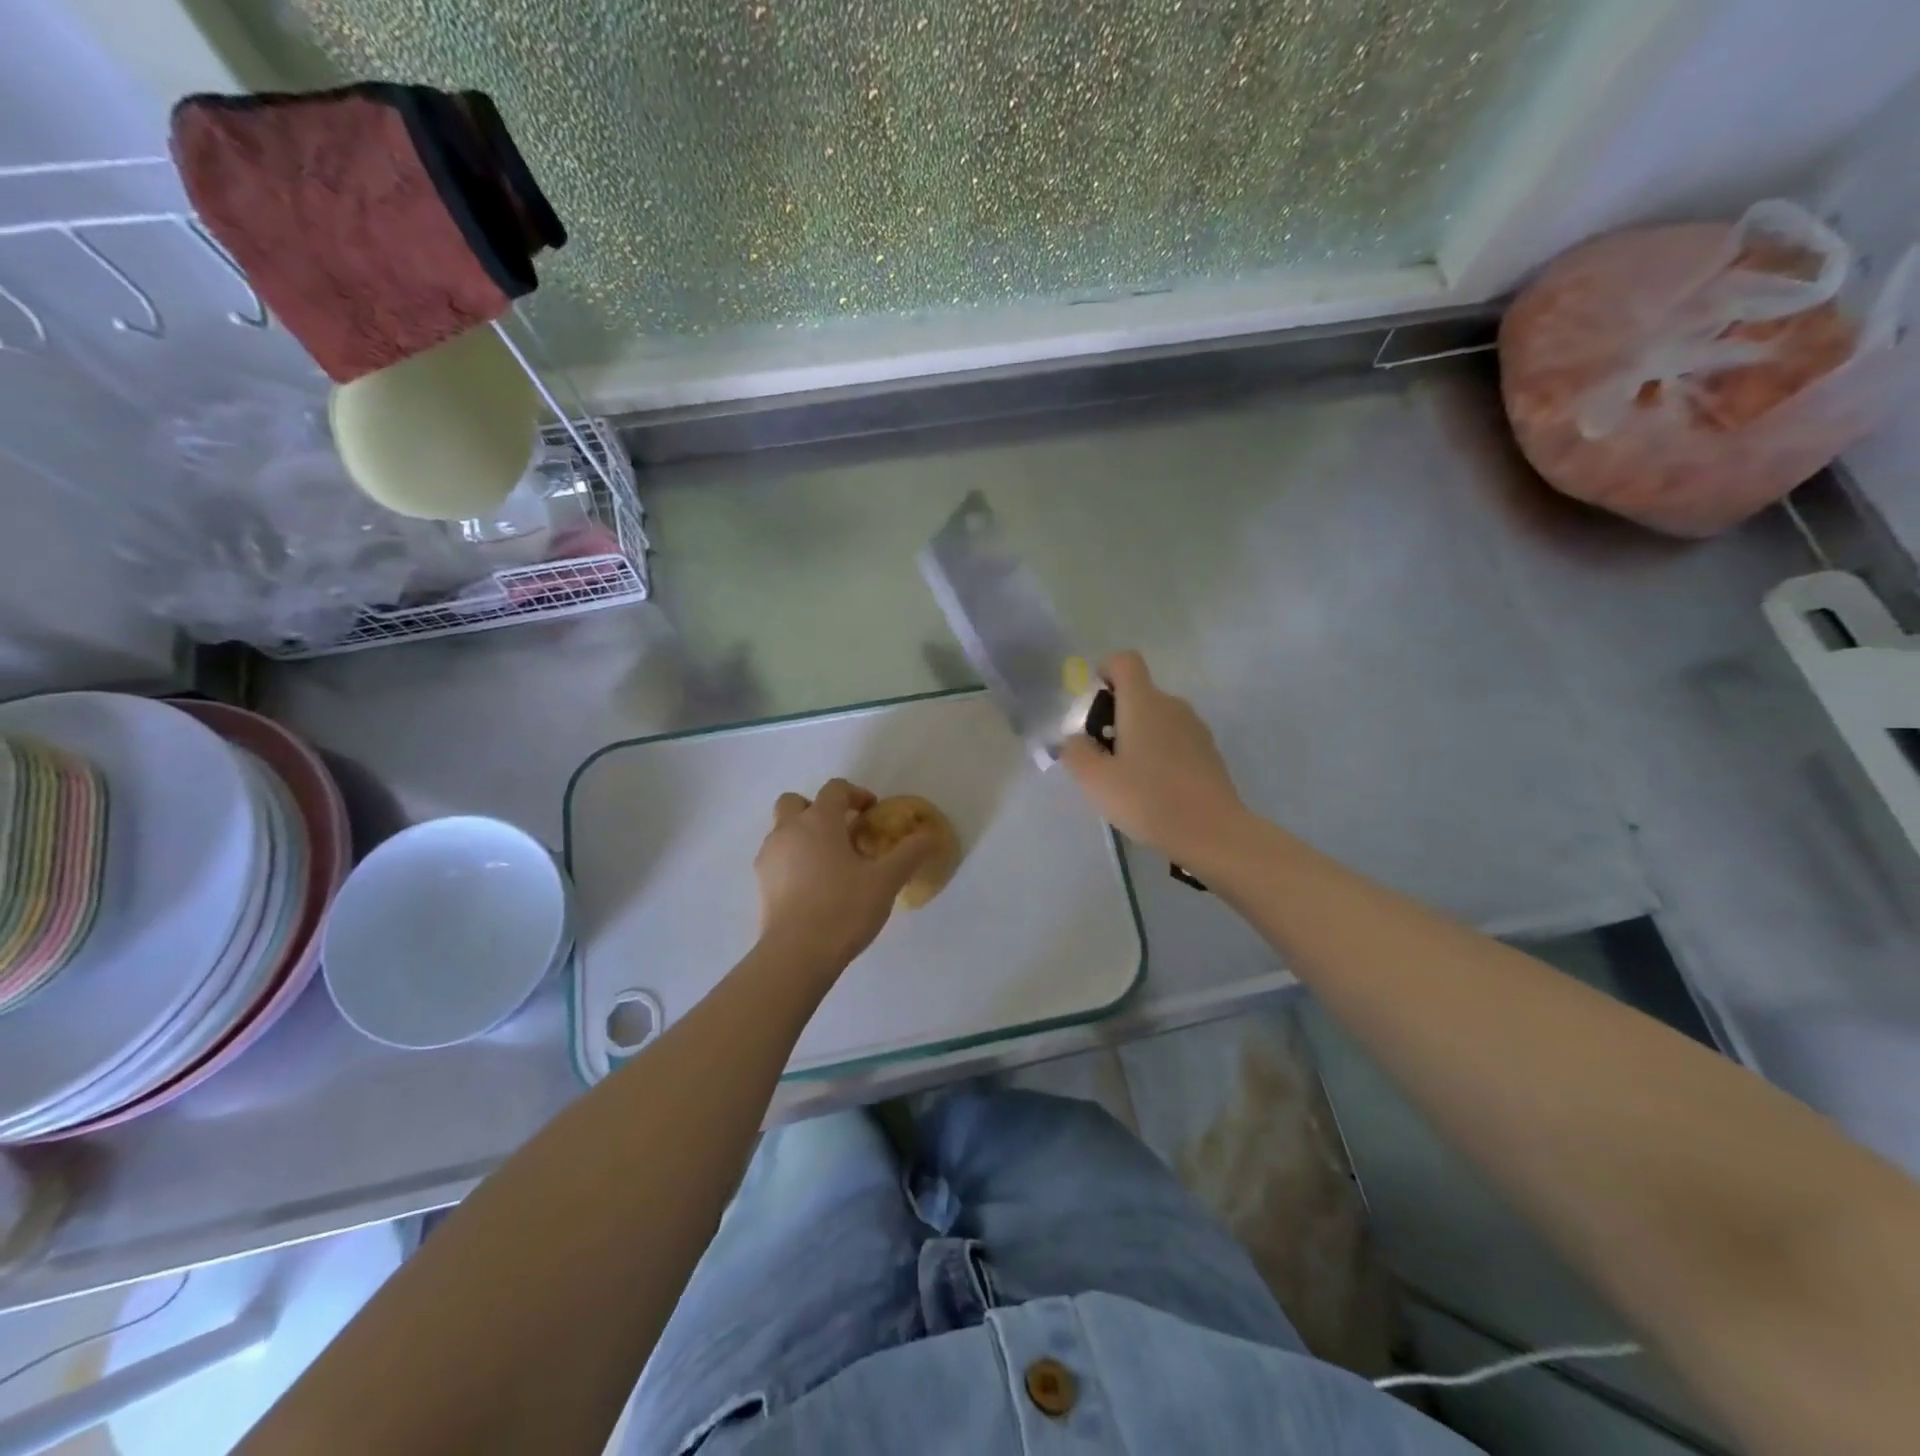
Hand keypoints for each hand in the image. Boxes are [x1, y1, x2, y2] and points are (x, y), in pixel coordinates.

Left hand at [754, 778, 932, 972]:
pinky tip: (812, 886)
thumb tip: (929, 836)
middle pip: (796, 802)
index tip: (872, 812)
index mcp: (819, 821)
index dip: (855, 794)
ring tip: (829, 862)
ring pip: (783, 830)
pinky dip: (793, 860)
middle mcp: (788, 830)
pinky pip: (777, 857)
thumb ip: (910, 853)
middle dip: (817, 809)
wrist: (797, 954)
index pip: (835, 789)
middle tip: (841, 832)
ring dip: (803, 835)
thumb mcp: (886, 880)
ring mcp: (769, 856)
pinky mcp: (761, 883)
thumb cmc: (844, 908)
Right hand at [1061, 651, 1246, 865]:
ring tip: (1125, 777)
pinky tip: (1152, 788)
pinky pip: (1174, 739)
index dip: (1104, 671)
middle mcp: (1172, 705)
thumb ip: (1075, 752)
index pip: (1124, 661)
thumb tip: (1072, 739)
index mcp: (1143, 703)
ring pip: (1157, 718)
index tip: (1091, 705)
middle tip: (1100, 754)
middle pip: (1138, 692)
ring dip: (1136, 736)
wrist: (1212, 832)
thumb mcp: (1095, 780)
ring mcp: (1195, 728)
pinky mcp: (1208, 752)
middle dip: (1114, 715)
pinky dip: (1158, 752)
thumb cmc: (1148, 799)